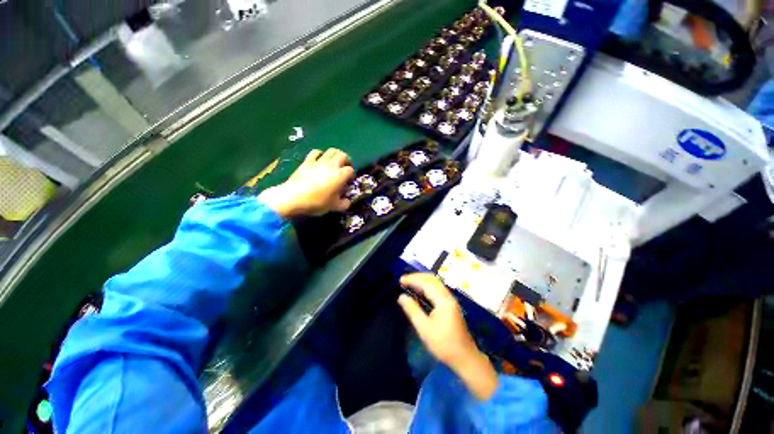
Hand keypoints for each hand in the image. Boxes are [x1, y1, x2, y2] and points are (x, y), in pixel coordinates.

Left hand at [259, 148, 354, 217]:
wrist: (293, 197)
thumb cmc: (317, 202)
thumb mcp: (334, 207)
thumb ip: (344, 204)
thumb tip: (347, 201)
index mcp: (340, 175)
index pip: (350, 170)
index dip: (351, 175)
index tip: (349, 181)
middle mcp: (332, 165)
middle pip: (343, 155)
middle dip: (346, 160)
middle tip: (345, 168)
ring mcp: (319, 161)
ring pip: (331, 150)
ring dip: (335, 155)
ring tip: (334, 163)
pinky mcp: (307, 162)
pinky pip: (315, 152)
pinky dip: (320, 154)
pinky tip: (319, 160)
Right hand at [398, 273, 497, 399]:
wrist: (465, 358)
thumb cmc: (443, 344)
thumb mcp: (424, 328)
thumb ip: (412, 310)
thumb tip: (401, 296)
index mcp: (443, 300)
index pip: (426, 283)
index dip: (412, 279)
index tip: (400, 280)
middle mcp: (448, 296)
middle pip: (432, 279)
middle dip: (417, 277)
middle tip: (403, 280)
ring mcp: (450, 300)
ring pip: (435, 283)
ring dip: (421, 280)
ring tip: (409, 283)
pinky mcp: (450, 304)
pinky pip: (437, 289)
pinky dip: (426, 286)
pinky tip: (419, 291)